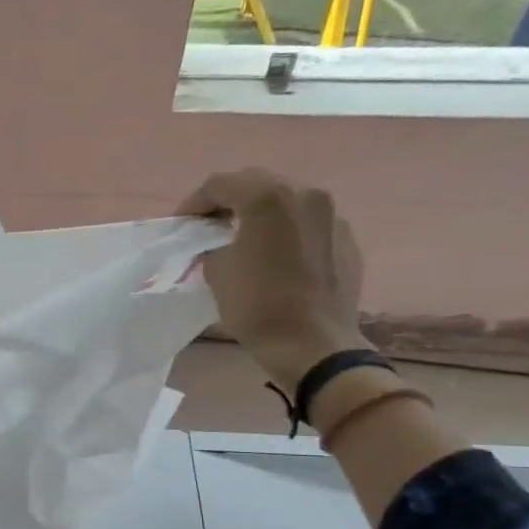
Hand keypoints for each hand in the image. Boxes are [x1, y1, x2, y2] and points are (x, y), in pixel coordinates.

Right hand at [179, 169, 371, 389]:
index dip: (194, 202)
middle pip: (257, 184)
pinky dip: (287, 231)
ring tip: (243, 237)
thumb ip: (213, 246)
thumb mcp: (217, 273)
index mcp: (267, 198)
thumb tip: (219, 244)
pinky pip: (309, 224)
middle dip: (229, 201)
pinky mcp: (346, 239)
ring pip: (287, 201)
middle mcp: (304, 194)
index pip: (220, 184)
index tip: (181, 224)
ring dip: (260, 213)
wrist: (314, 345)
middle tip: (209, 226)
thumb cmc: (258, 306)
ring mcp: (332, 215)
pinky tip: (276, 256)